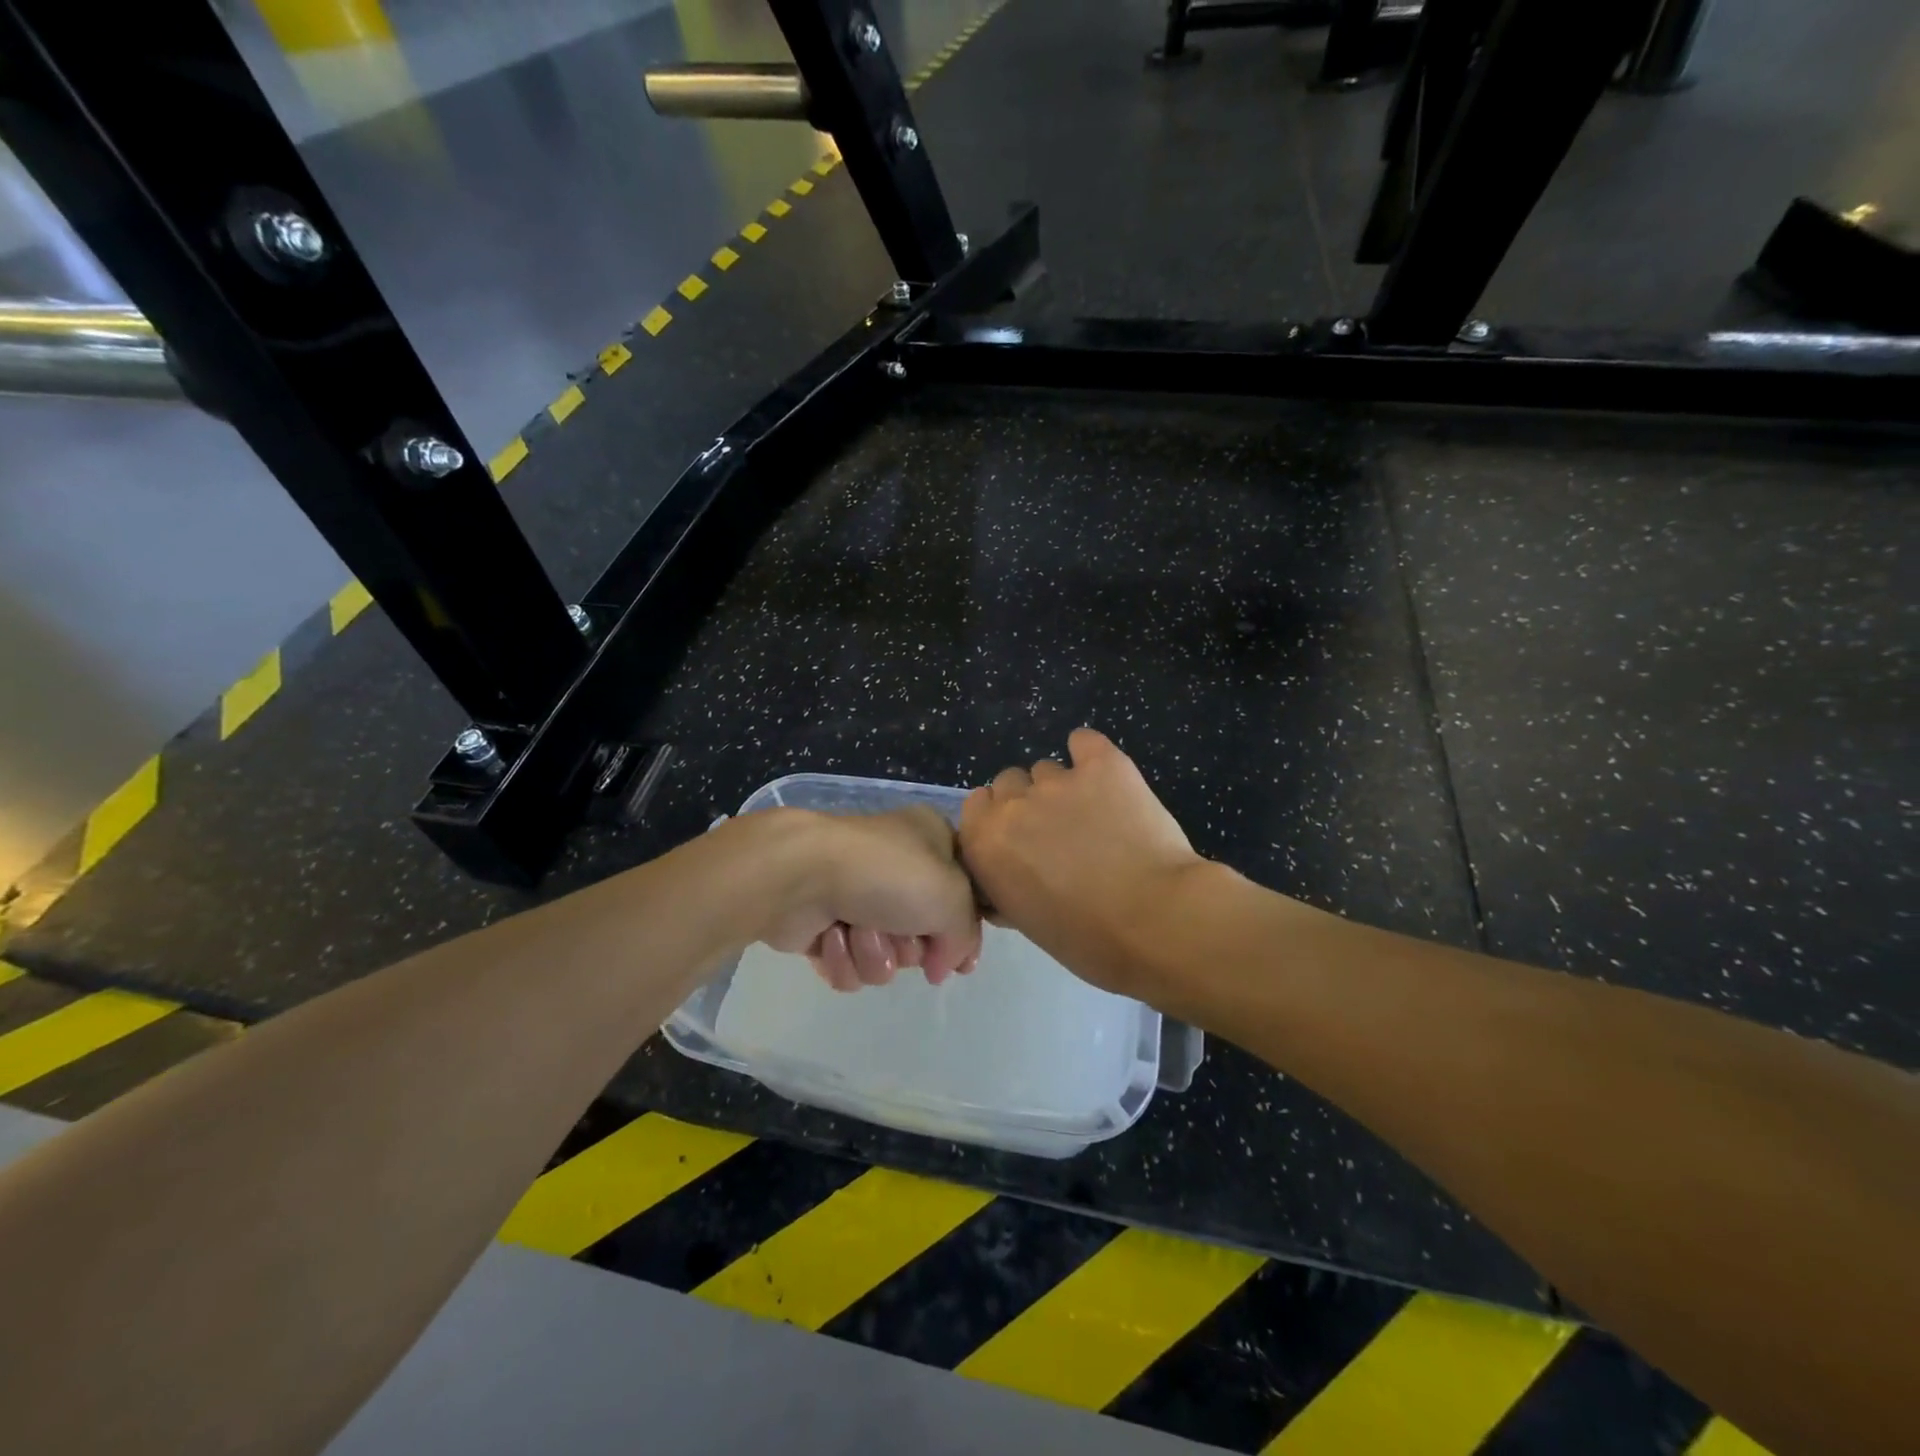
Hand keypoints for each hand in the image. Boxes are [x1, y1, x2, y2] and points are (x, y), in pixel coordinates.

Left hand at [752, 807, 982, 991]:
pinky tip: (832, 936)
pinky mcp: (824, 926)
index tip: (958, 963)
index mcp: (932, 841)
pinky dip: (843, 958)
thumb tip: (943, 965)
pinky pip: (850, 965)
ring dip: (872, 952)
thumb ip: (965, 935)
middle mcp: (897, 868)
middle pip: (923, 935)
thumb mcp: (952, 897)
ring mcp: (858, 896)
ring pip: (885, 957)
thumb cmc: (886, 873)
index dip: (962, 934)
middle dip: (907, 945)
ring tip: (855, 929)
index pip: (962, 896)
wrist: (800, 876)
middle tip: (897, 932)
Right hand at [959, 729, 1203, 993]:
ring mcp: (1058, 781)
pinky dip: (1090, 755)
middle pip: (1008, 783)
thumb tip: (1008, 878)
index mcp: (985, 844)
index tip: (1021, 844)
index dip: (998, 824)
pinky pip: (1084, 742)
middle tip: (1059, 835)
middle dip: (1027, 804)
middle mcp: (1013, 804)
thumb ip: (1005, 887)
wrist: (1157, 921)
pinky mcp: (1103, 764)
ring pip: (1047, 770)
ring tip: (1095, 817)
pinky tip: (1107, 778)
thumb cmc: (1090, 940)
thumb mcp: (1028, 922)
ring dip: (1062, 789)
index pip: (975, 809)